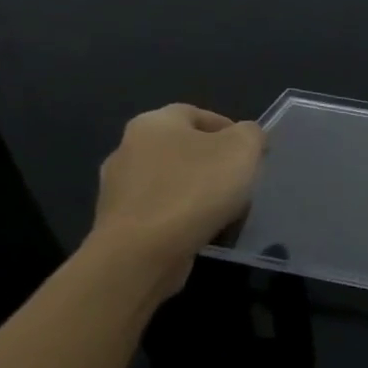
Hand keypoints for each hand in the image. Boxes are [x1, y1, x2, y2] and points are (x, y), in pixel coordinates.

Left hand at [91, 104, 265, 291]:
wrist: (141, 253)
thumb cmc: (195, 189)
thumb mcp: (243, 149)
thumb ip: (250, 133)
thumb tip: (246, 136)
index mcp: (154, 122)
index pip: (196, 113)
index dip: (229, 128)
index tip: (251, 152)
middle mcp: (128, 148)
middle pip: (182, 148)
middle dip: (212, 161)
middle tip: (240, 180)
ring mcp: (117, 188)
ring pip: (170, 180)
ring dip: (195, 190)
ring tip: (223, 209)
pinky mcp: (116, 223)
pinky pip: (158, 211)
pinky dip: (180, 216)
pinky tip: (199, 230)